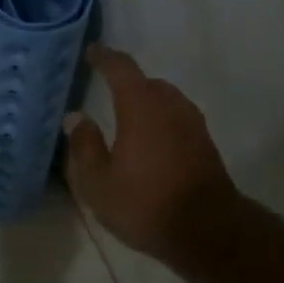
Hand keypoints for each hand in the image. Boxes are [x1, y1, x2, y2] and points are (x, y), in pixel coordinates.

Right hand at [64, 45, 237, 259]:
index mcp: (141, 106)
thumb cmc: (146, 204)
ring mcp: (193, 124)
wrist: (208, 230)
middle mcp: (170, 105)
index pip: (121, 69)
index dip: (105, 58)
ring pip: (166, 101)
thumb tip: (76, 118)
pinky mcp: (205, 143)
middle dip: (127, 84)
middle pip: (147, 83)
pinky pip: (178, 119)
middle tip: (107, 92)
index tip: (93, 52)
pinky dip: (162, 121)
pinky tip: (151, 142)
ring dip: (147, 103)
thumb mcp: (99, 183)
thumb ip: (84, 146)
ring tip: (129, 120)